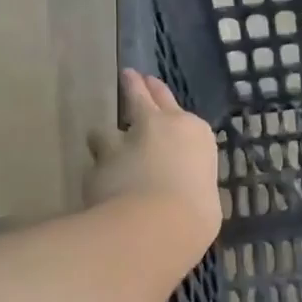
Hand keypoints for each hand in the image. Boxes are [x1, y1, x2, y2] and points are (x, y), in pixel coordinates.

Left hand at [86, 69, 221, 261]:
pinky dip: (99, 177)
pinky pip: (95, 168)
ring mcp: (122, 144)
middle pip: (140, 98)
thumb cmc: (197, 213)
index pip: (173, 103)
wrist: (156, 225)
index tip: (151, 84)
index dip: (160, 94)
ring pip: (104, 132)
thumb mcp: (205, 197)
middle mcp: (157, 127)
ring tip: (105, 149)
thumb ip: (190, 184)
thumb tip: (183, 193)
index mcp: (192, 132)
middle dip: (134, 87)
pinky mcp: (96, 167)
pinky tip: (99, 191)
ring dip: (106, 141)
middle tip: (129, 76)